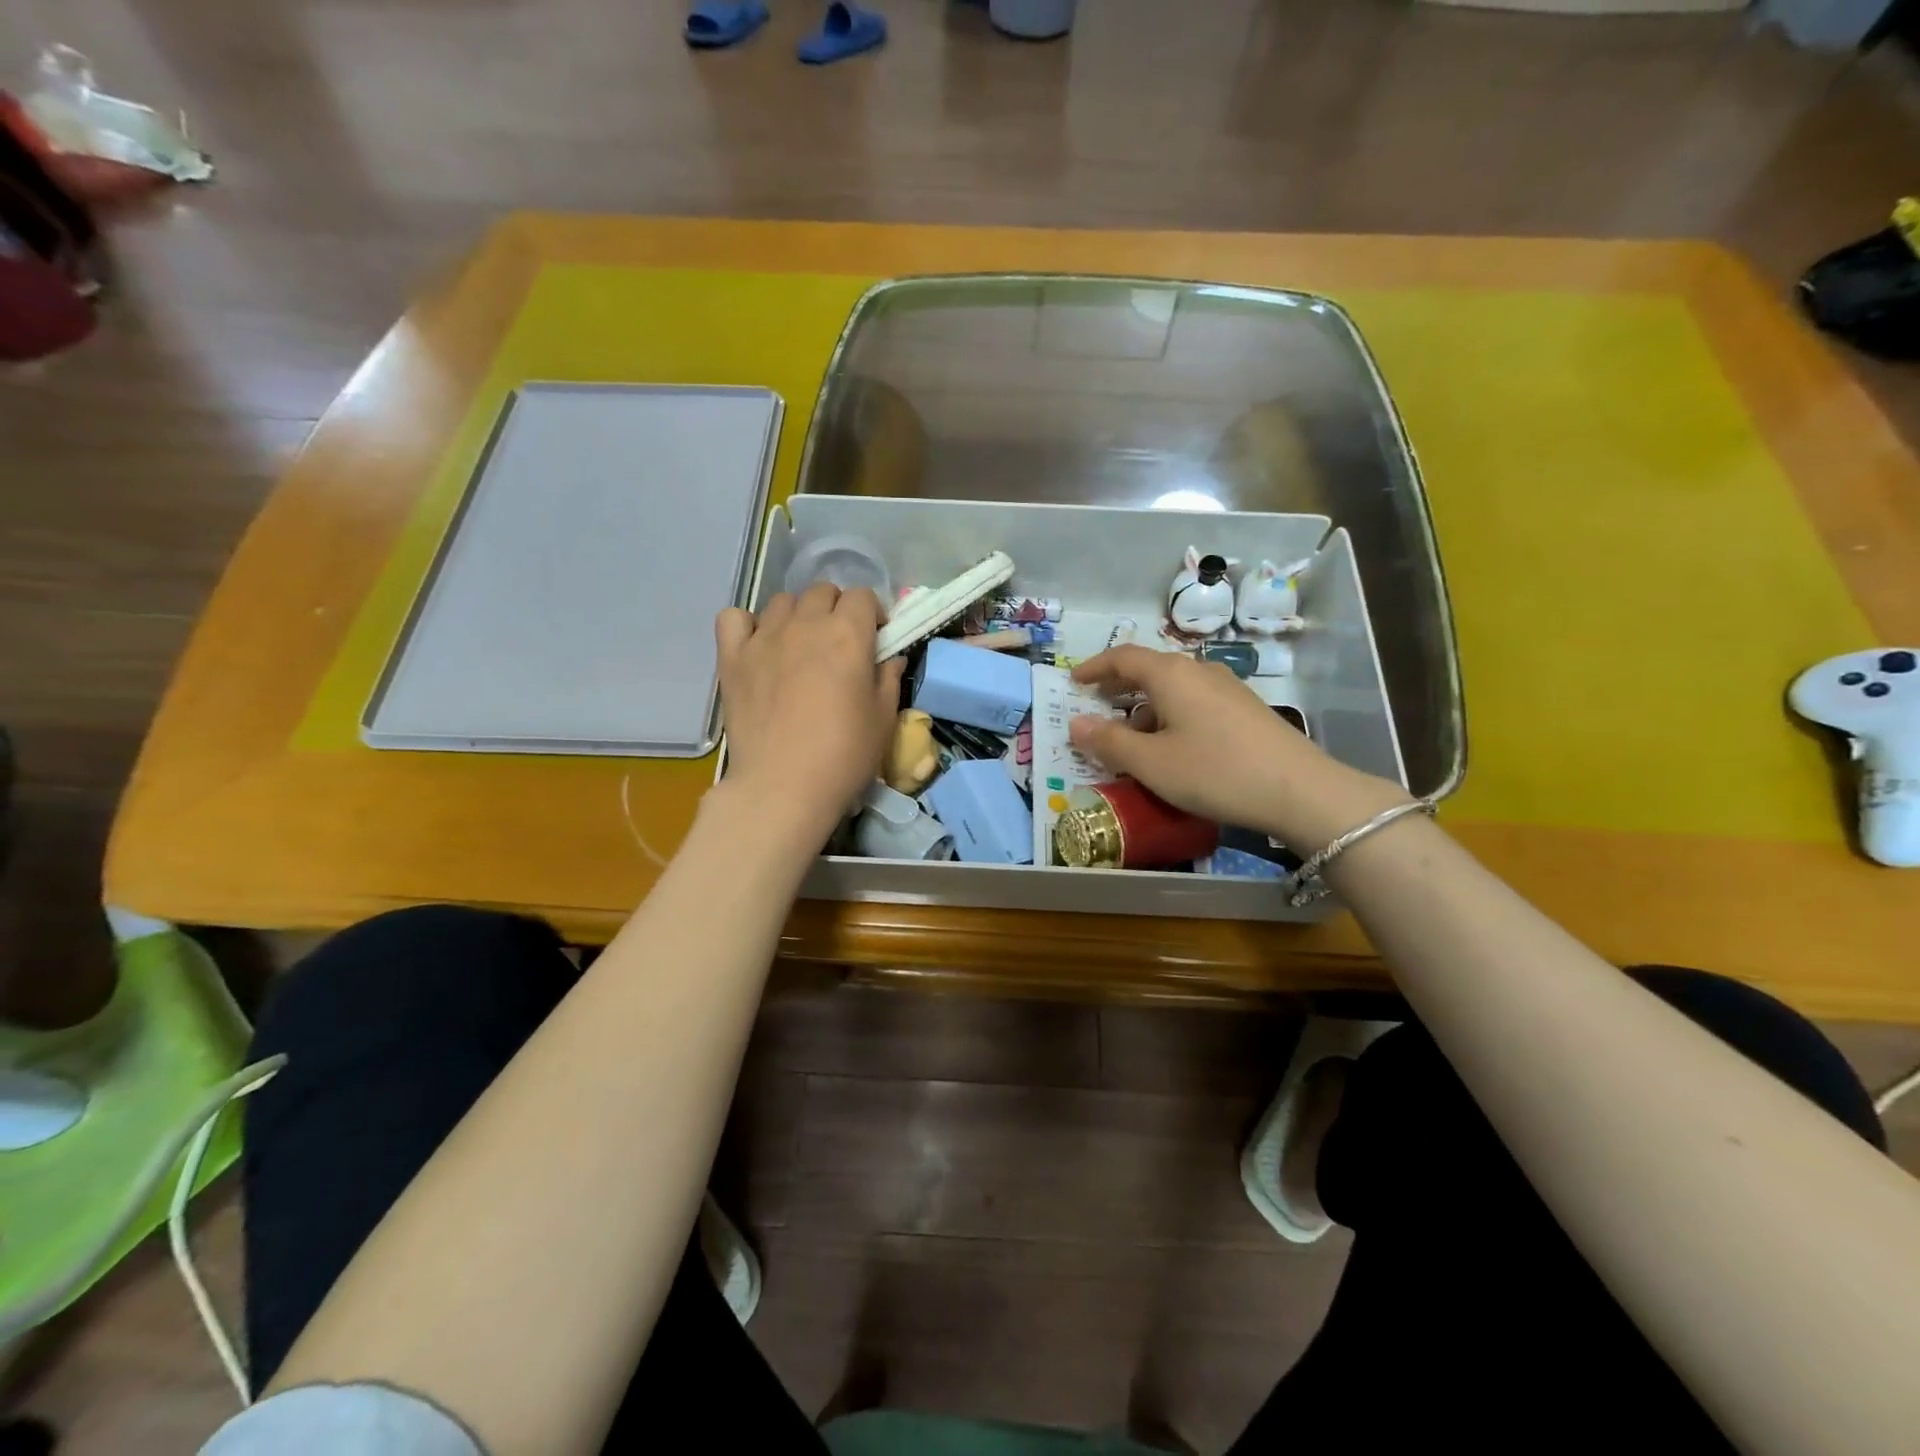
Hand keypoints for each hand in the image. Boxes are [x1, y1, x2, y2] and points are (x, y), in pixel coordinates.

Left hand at [716, 584, 904, 844]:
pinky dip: (747, 625)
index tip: (875, 639)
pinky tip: (759, 647)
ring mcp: (763, 638)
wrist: (783, 786)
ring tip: (801, 647)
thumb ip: (889, 678)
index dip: (872, 614)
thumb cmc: (844, 755)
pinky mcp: (732, 658)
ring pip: (782, 602)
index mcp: (847, 634)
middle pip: (822, 591)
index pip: (863, 596)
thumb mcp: (883, 719)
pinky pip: (734, 618)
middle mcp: (805, 624)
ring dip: (798, 615)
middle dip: (837, 609)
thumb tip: (890, 658)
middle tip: (840, 645)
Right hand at [1067, 646, 1409, 851]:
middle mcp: (1199, 671)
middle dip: (1119, 687)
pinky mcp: (1246, 711)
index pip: (1123, 657)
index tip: (1073, 681)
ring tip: (1130, 737)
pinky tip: (1173, 748)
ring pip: (1174, 689)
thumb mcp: (1151, 763)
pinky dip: (1171, 717)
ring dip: (1146, 707)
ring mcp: (1228, 690)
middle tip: (1096, 705)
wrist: (1301, 791)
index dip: (1095, 667)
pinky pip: (1195, 704)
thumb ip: (1109, 742)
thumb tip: (1076, 724)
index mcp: (1171, 674)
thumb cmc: (1215, 771)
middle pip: (1150, 670)